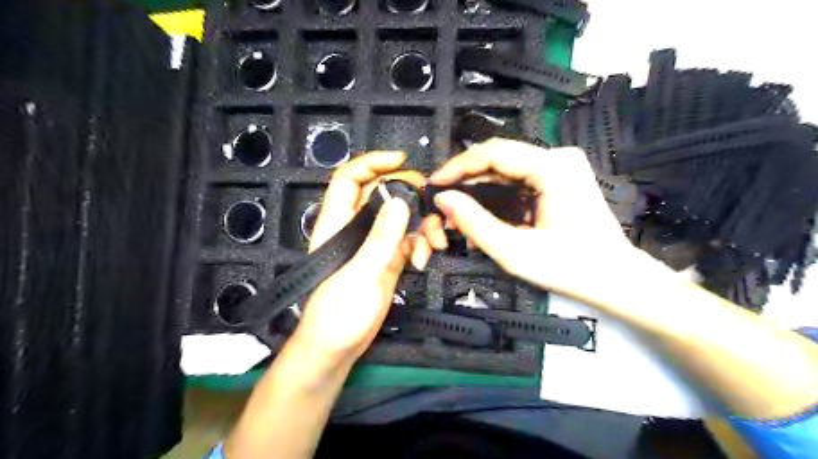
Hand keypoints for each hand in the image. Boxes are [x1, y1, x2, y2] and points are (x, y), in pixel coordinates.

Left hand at [294, 152, 428, 363]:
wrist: (338, 348)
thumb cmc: (338, 313)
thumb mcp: (360, 274)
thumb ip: (380, 238)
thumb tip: (400, 200)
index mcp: (338, 223)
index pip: (350, 179)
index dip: (372, 163)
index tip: (401, 160)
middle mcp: (357, 227)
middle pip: (384, 194)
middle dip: (411, 197)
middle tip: (432, 208)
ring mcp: (375, 243)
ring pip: (402, 217)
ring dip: (422, 225)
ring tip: (434, 244)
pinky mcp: (389, 259)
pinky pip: (409, 240)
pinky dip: (421, 244)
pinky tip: (424, 260)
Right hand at [421, 138, 637, 306]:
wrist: (615, 279)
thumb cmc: (569, 268)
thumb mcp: (514, 251)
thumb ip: (474, 223)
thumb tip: (442, 199)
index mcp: (552, 167)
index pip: (493, 152)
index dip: (458, 166)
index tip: (434, 183)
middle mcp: (558, 157)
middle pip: (499, 158)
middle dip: (466, 179)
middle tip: (442, 200)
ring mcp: (562, 165)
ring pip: (506, 168)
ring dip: (479, 187)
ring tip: (457, 210)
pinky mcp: (561, 177)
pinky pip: (519, 178)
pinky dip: (497, 193)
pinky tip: (482, 211)